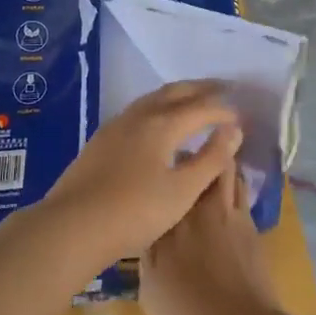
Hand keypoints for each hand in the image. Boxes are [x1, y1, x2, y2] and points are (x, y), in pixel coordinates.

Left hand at [37, 82, 243, 270]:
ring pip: (154, 98)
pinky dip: (160, 108)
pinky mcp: (102, 139)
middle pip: (176, 91)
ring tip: (195, 100)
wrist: (73, 225)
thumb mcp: (182, 190)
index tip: (242, 116)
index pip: (202, 107)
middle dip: (202, 89)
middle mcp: (140, 115)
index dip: (224, 110)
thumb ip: (211, 158)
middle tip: (224, 89)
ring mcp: (117, 125)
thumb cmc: (134, 211)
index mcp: (163, 124)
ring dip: (179, 95)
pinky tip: (160, 126)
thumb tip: (234, 130)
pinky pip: (139, 110)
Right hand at [140, 164, 282, 314]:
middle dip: (192, 158)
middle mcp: (200, 210)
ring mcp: (231, 216)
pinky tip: (224, 205)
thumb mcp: (151, 293)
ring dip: (217, 169)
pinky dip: (232, 190)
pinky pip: (240, 195)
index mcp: (169, 223)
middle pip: (200, 165)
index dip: (160, 173)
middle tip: (182, 165)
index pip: (163, 182)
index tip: (154, 172)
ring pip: (227, 173)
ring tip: (206, 176)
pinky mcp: (252, 228)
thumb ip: (149, 256)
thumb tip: (150, 238)